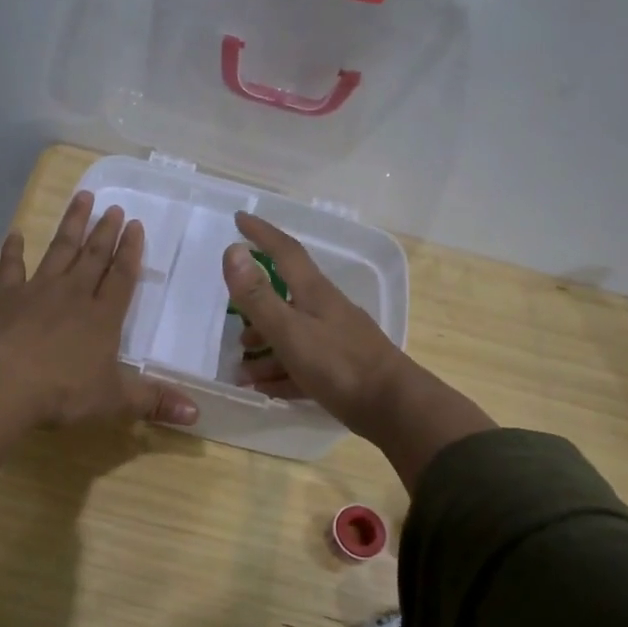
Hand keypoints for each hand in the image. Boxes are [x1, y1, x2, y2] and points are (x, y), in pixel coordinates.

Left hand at [0, 192, 198, 467]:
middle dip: (105, 231)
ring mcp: (37, 291)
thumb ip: (153, 402)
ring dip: (71, 225)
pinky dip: (13, 250)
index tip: (136, 225)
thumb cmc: (63, 391)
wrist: (2, 382)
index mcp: (103, 317)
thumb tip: (197, 414)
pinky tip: (15, 233)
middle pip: (93, 257)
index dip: (130, 252)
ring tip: (82, 198)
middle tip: (114, 207)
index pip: (121, 277)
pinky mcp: (5, 297)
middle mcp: (73, 295)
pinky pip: (11, 267)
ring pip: (59, 250)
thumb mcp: (114, 401)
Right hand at [223, 213, 494, 487]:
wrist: (394, 408)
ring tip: (241, 370)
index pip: (285, 252)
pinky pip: (302, 366)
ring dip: (265, 349)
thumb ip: (258, 296)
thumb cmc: (338, 365)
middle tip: (233, 321)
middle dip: (256, 307)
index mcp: (315, 293)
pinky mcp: (342, 371)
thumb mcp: (290, 330)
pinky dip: (280, 374)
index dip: (262, 234)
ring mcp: (336, 341)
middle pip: (286, 299)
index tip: (240, 218)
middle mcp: (326, 311)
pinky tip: (265, 389)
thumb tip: (233, 250)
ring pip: (292, 336)